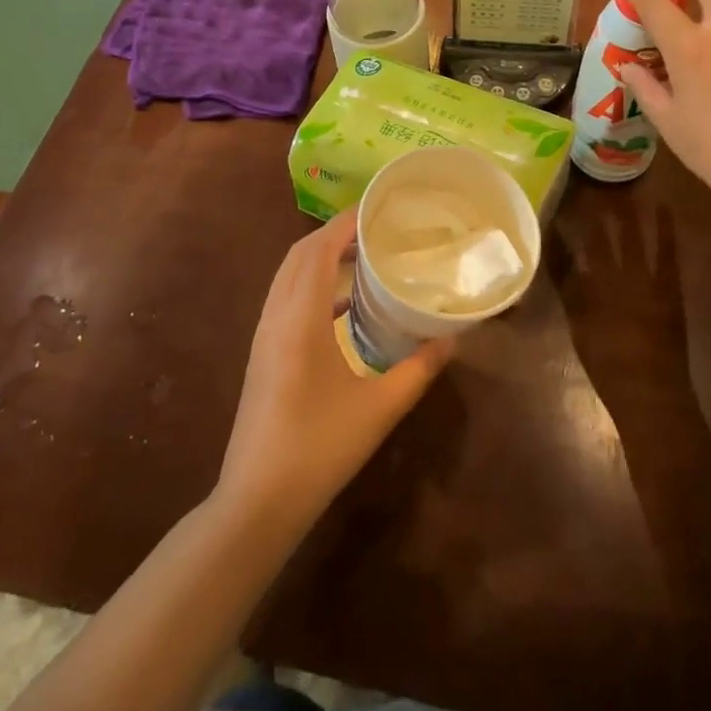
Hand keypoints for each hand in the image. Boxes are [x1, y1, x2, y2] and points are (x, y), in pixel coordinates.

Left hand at [217, 211, 452, 531]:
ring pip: (288, 275)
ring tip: (361, 255)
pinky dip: (312, 283)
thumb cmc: (320, 449)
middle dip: (333, 234)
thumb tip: (453, 339)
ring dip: (320, 256)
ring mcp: (264, 335)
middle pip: (299, 255)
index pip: (318, 250)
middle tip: (374, 229)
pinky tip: (343, 304)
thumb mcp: (380, 409)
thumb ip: (419, 369)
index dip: (344, 223)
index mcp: (299, 319)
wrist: (257, 501)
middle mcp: (276, 316)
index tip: (377, 209)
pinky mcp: (263, 353)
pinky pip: (286, 297)